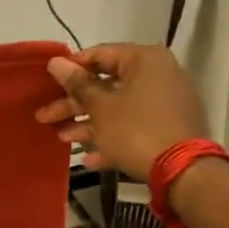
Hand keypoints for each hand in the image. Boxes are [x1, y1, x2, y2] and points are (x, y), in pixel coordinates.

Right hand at [36, 43, 209, 181]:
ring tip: (60, 139)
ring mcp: (164, 104)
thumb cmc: (137, 130)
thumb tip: (55, 62)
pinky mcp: (167, 129)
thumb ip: (77, 84)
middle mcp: (157, 76)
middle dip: (73, 105)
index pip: (99, 55)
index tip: (48, 83)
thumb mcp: (101, 107)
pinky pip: (133, 128)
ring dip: (88, 124)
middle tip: (44, 116)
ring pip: (117, 109)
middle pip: (106, 85)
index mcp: (144, 60)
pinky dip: (111, 139)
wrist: (184, 173)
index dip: (71, 69)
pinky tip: (89, 159)